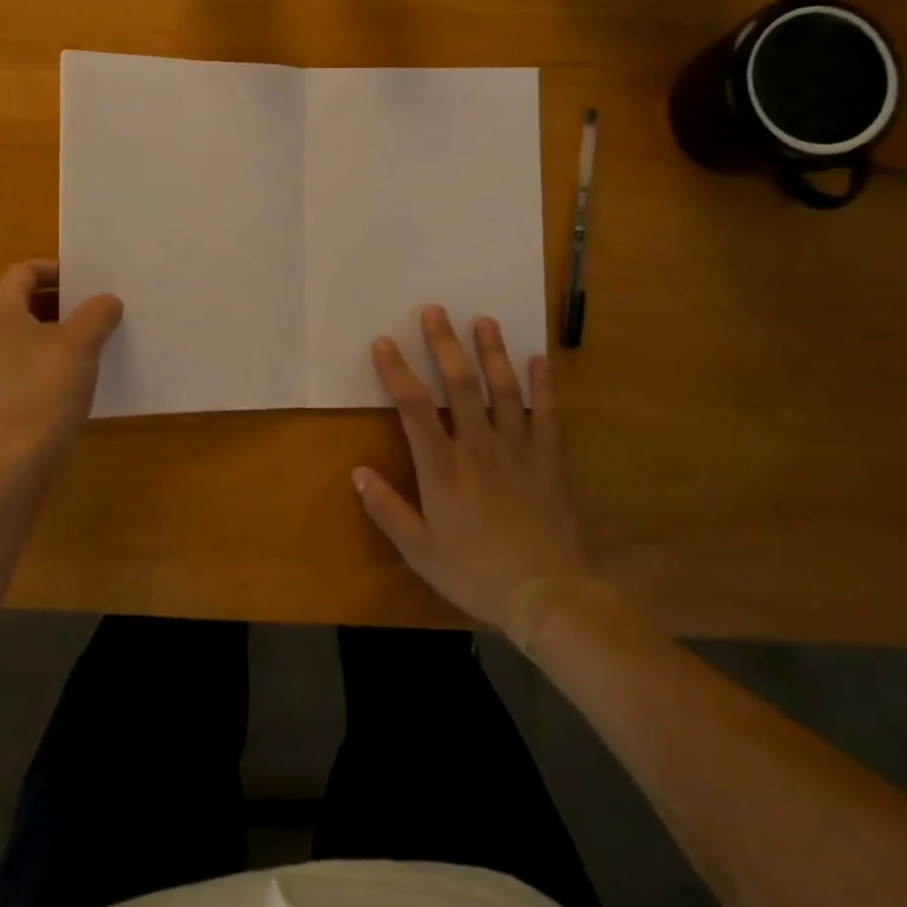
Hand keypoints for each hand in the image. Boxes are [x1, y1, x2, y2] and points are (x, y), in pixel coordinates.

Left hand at [0, 260, 122, 472]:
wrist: (13, 462)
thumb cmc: (45, 390)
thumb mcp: (80, 345)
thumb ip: (97, 313)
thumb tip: (107, 301)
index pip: (23, 272)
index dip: (55, 269)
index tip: (87, 280)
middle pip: (23, 302)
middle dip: (61, 302)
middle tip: (96, 309)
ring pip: (24, 335)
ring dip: (56, 332)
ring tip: (92, 343)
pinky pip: (22, 364)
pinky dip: (47, 360)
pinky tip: (73, 379)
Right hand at [354, 306, 604, 647]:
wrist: (548, 596)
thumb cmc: (476, 573)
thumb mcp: (420, 550)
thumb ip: (387, 509)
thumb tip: (357, 471)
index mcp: (442, 466)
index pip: (413, 406)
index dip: (397, 370)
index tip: (384, 341)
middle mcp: (478, 445)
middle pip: (460, 383)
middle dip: (444, 344)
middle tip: (435, 310)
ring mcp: (517, 448)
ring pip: (502, 389)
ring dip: (491, 351)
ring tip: (484, 320)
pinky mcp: (548, 459)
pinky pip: (546, 414)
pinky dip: (543, 385)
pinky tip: (540, 359)